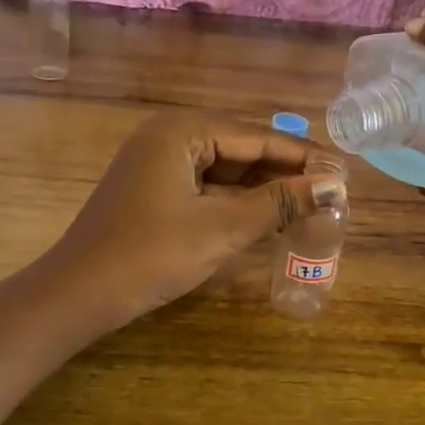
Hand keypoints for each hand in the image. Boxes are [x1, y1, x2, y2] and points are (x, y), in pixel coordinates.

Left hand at [48, 111, 346, 326]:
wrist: (79, 294)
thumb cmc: (151, 254)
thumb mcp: (222, 228)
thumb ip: (279, 203)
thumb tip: (334, 187)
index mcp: (183, 130)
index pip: (257, 137)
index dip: (303, 157)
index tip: (344, 173)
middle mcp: (169, 136)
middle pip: (241, 150)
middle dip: (284, 174)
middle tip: (331, 194)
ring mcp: (157, 164)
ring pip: (224, 171)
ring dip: (262, 190)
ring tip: (309, 207)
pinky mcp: (152, 191)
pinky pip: (205, 188)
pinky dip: (235, 203)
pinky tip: (266, 218)